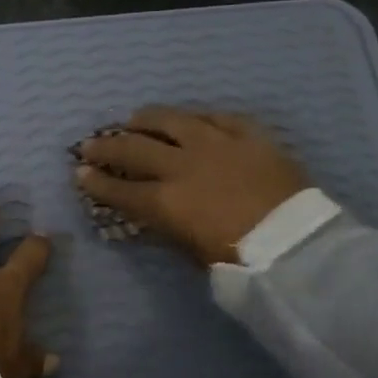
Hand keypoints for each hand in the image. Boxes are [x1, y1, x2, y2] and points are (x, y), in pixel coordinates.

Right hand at [75, 107, 310, 265]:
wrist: (297, 244)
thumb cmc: (241, 260)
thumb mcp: (193, 253)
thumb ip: (168, 227)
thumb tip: (153, 213)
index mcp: (165, 201)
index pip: (119, 190)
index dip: (95, 183)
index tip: (80, 174)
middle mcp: (182, 165)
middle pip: (134, 149)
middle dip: (106, 147)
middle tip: (90, 144)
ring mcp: (216, 144)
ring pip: (172, 120)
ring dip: (147, 119)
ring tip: (134, 119)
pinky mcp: (249, 134)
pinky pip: (217, 117)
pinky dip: (198, 118)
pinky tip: (190, 118)